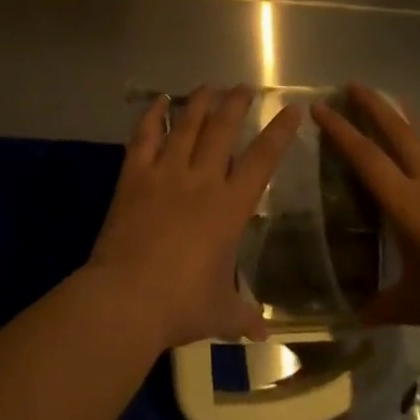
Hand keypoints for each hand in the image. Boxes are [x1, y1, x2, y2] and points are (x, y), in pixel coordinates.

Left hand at [86, 85, 301, 350]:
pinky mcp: (134, 176)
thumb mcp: (221, 313)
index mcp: (230, 208)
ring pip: (187, 125)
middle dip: (236, 104)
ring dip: (200, 102)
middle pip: (223, 130)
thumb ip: (244, 316)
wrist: (127, 298)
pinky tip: (160, 101)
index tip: (292, 109)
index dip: (279, 133)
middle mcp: (201, 180)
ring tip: (209, 86)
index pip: (262, 160)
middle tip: (244, 87)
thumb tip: (265, 333)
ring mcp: (165, 174)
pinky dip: (153, 115)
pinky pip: (145, 137)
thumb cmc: (181, 305)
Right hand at [311, 83, 419, 353]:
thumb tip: (351, 318)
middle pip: (398, 133)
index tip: (319, 107)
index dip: (340, 131)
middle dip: (373, 106)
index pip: (367, 159)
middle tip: (351, 84)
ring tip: (388, 101)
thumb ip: (383, 307)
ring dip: (402, 118)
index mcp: (411, 207)